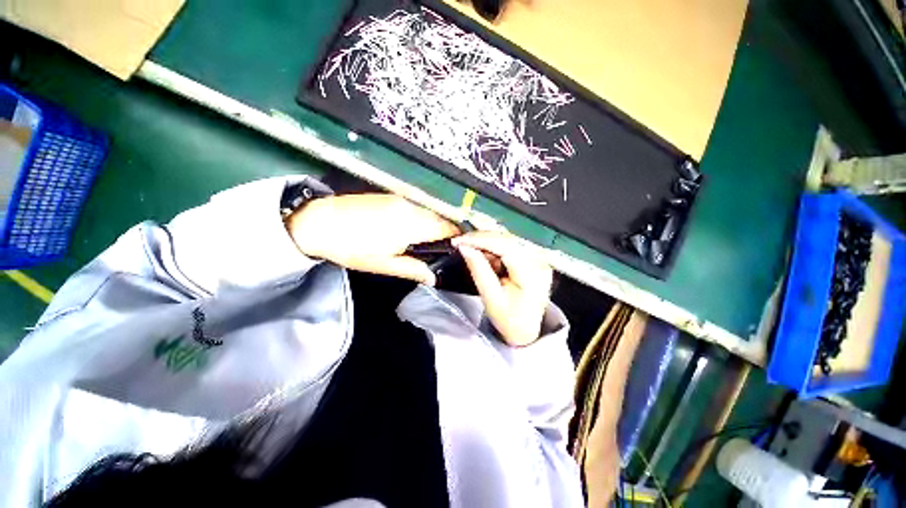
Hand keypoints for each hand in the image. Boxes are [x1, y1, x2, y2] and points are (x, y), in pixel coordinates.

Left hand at [286, 194, 458, 284]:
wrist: (318, 223)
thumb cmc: (353, 248)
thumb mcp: (384, 264)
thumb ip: (413, 269)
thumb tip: (434, 277)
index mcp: (411, 224)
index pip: (445, 227)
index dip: (456, 237)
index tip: (458, 248)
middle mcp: (410, 207)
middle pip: (439, 218)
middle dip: (445, 232)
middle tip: (442, 249)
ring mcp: (400, 199)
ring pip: (427, 212)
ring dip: (432, 225)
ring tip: (427, 241)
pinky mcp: (390, 196)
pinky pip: (415, 207)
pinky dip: (420, 218)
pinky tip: (411, 229)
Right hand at [453, 231, 553, 346]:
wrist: (526, 331)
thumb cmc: (510, 320)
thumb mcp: (491, 298)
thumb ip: (479, 270)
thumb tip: (465, 248)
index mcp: (532, 274)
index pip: (505, 247)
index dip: (480, 240)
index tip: (459, 241)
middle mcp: (540, 262)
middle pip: (507, 239)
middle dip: (481, 239)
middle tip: (461, 243)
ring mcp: (538, 259)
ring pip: (508, 240)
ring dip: (487, 243)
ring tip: (471, 251)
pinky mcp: (534, 259)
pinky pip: (511, 246)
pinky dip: (494, 248)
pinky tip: (485, 256)